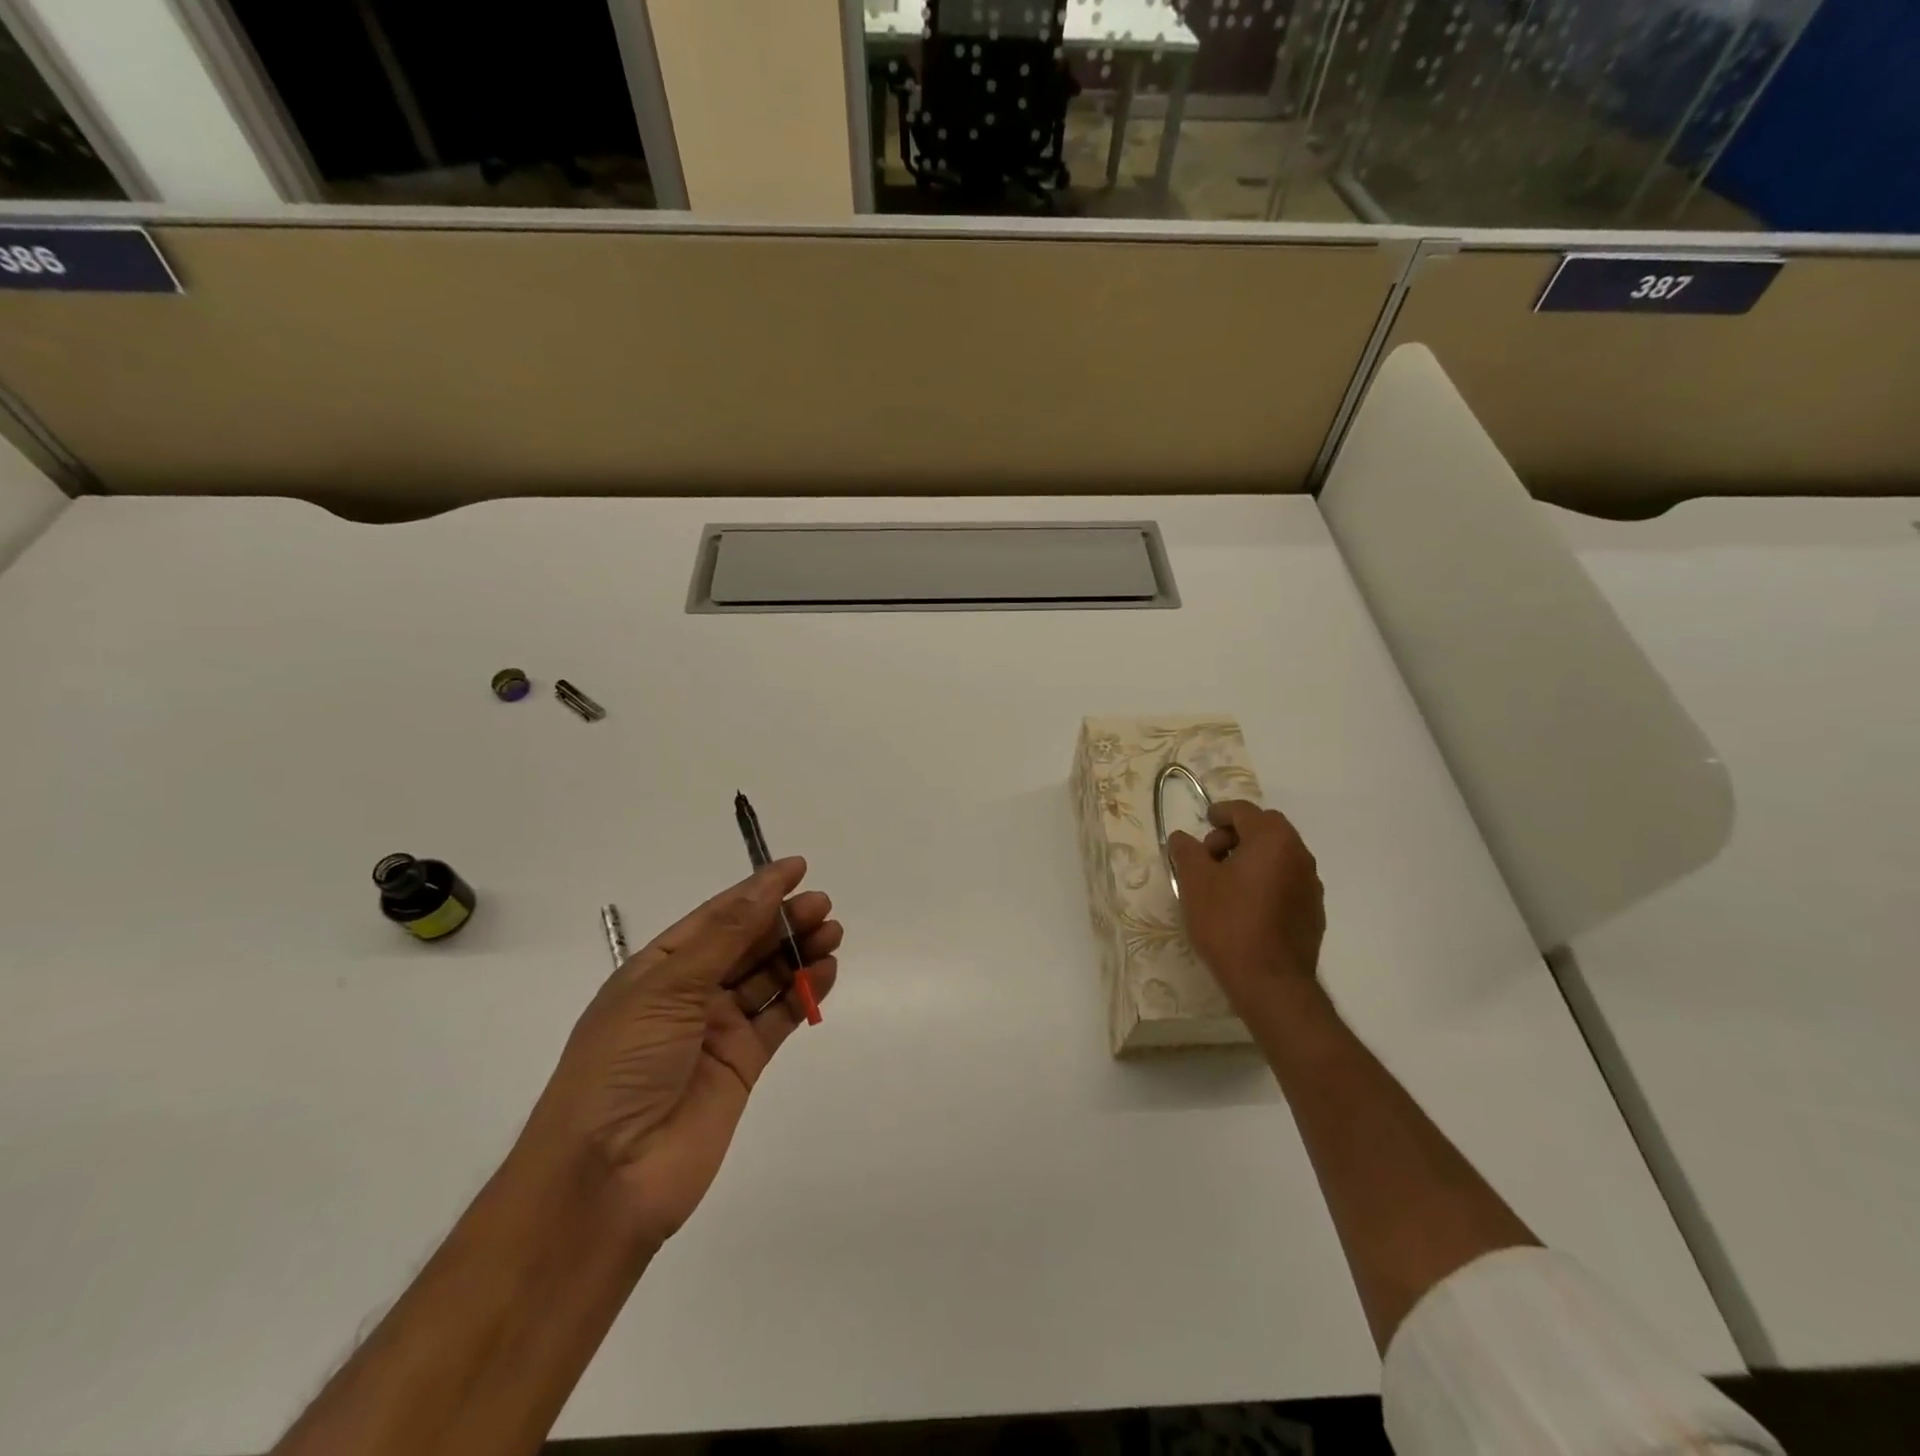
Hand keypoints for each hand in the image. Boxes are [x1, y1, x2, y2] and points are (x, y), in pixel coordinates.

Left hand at [522, 858, 841, 1251]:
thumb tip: (767, 883)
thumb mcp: (668, 987)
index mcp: (658, 969)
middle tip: (823, 906)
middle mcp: (688, 995)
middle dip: (783, 921)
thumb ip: (726, 936)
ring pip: (767, 978)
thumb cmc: (623, 1065)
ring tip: (832, 934)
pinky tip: (827, 971)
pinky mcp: (742, 1065)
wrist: (607, 1178)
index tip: (798, 869)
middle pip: (746, 945)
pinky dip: (804, 993)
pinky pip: (779, 1017)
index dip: (756, 891)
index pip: (716, 917)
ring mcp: (716, 1031)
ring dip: (799, 953)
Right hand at [1167, 801, 1324, 1017]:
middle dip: (1237, 834)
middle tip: (1210, 856)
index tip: (1204, 823)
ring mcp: (1311, 885)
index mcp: (1273, 840)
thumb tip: (1182, 837)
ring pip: (1278, 855)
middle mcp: (1299, 855)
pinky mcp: (1312, 912)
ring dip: (1252, 858)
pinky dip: (1266, 880)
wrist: (1270, 982)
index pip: (1245, 811)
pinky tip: (1245, 905)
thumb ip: (1186, 851)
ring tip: (1224, 882)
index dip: (1220, 812)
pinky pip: (1286, 881)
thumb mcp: (1195, 882)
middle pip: (1266, 829)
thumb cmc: (1228, 923)